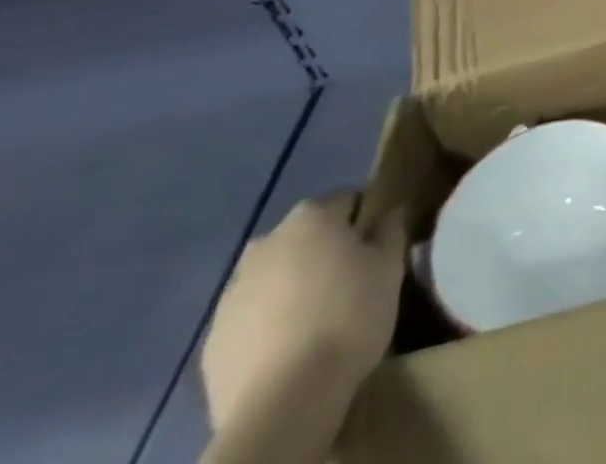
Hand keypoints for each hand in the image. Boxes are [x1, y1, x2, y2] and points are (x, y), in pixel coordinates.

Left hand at [201, 193, 406, 433]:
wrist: (284, 403)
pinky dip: (267, 328)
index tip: (376, 249)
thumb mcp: (389, 267)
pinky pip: (249, 321)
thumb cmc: (348, 317)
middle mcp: (267, 243)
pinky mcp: (213, 342)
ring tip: (316, 324)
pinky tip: (288, 354)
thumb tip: (392, 211)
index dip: (365, 222)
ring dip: (292, 290)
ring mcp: (232, 293)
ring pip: (273, 279)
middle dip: (323, 254)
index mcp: (311, 217)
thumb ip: (391, 231)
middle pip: (304, 238)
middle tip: (348, 286)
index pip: (346, 201)